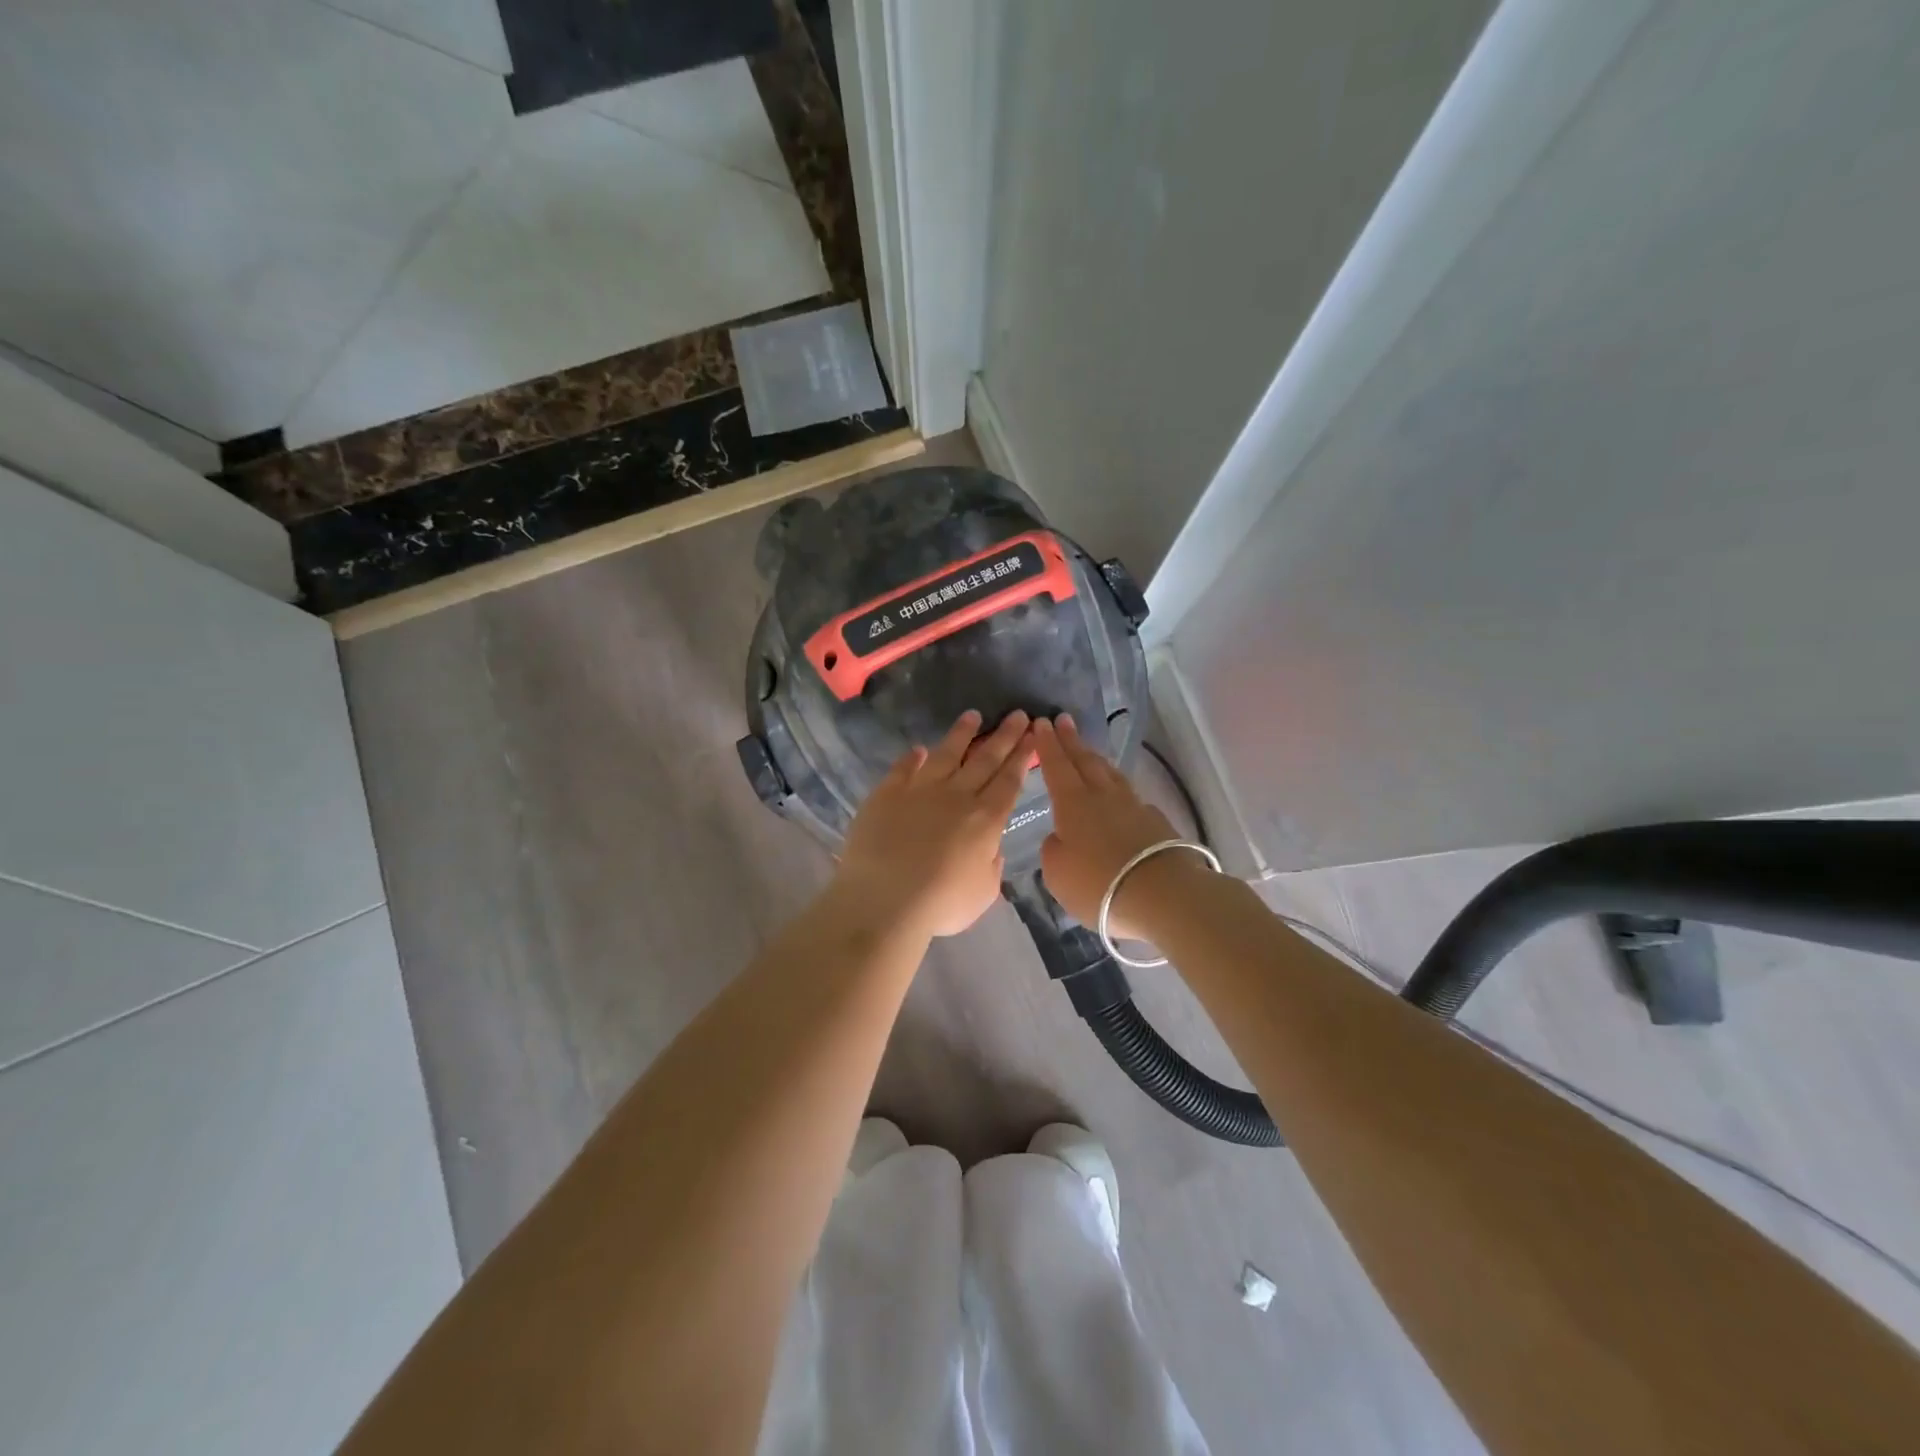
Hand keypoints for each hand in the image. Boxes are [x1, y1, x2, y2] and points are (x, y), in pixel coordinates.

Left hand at [836, 710, 1032, 936]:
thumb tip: (991, 847)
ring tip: (973, 715)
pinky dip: (913, 757)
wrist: (884, 900)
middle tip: (1017, 714)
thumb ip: (992, 866)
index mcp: (986, 820)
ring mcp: (920, 790)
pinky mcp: (887, 793)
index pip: (1009, 781)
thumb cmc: (940, 904)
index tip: (1033, 733)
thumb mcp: (983, 893)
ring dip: (962, 734)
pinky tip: (920, 749)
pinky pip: (904, 768)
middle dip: (1004, 736)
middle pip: (985, 759)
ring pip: (946, 754)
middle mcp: (957, 796)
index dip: (1023, 756)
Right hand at [1032, 715, 1181, 937]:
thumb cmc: (1098, 884)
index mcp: (1073, 803)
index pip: (1057, 766)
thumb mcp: (1057, 872)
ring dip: (1096, 760)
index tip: (1042, 722)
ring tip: (1089, 752)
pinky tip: (1120, 795)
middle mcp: (1103, 796)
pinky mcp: (1156, 822)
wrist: (1162, 896)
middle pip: (1085, 761)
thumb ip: (1053, 849)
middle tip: (1063, 721)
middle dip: (1072, 741)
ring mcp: (1134, 806)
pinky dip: (1119, 789)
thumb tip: (1061, 837)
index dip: (1048, 745)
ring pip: (1111, 775)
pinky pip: (1131, 797)